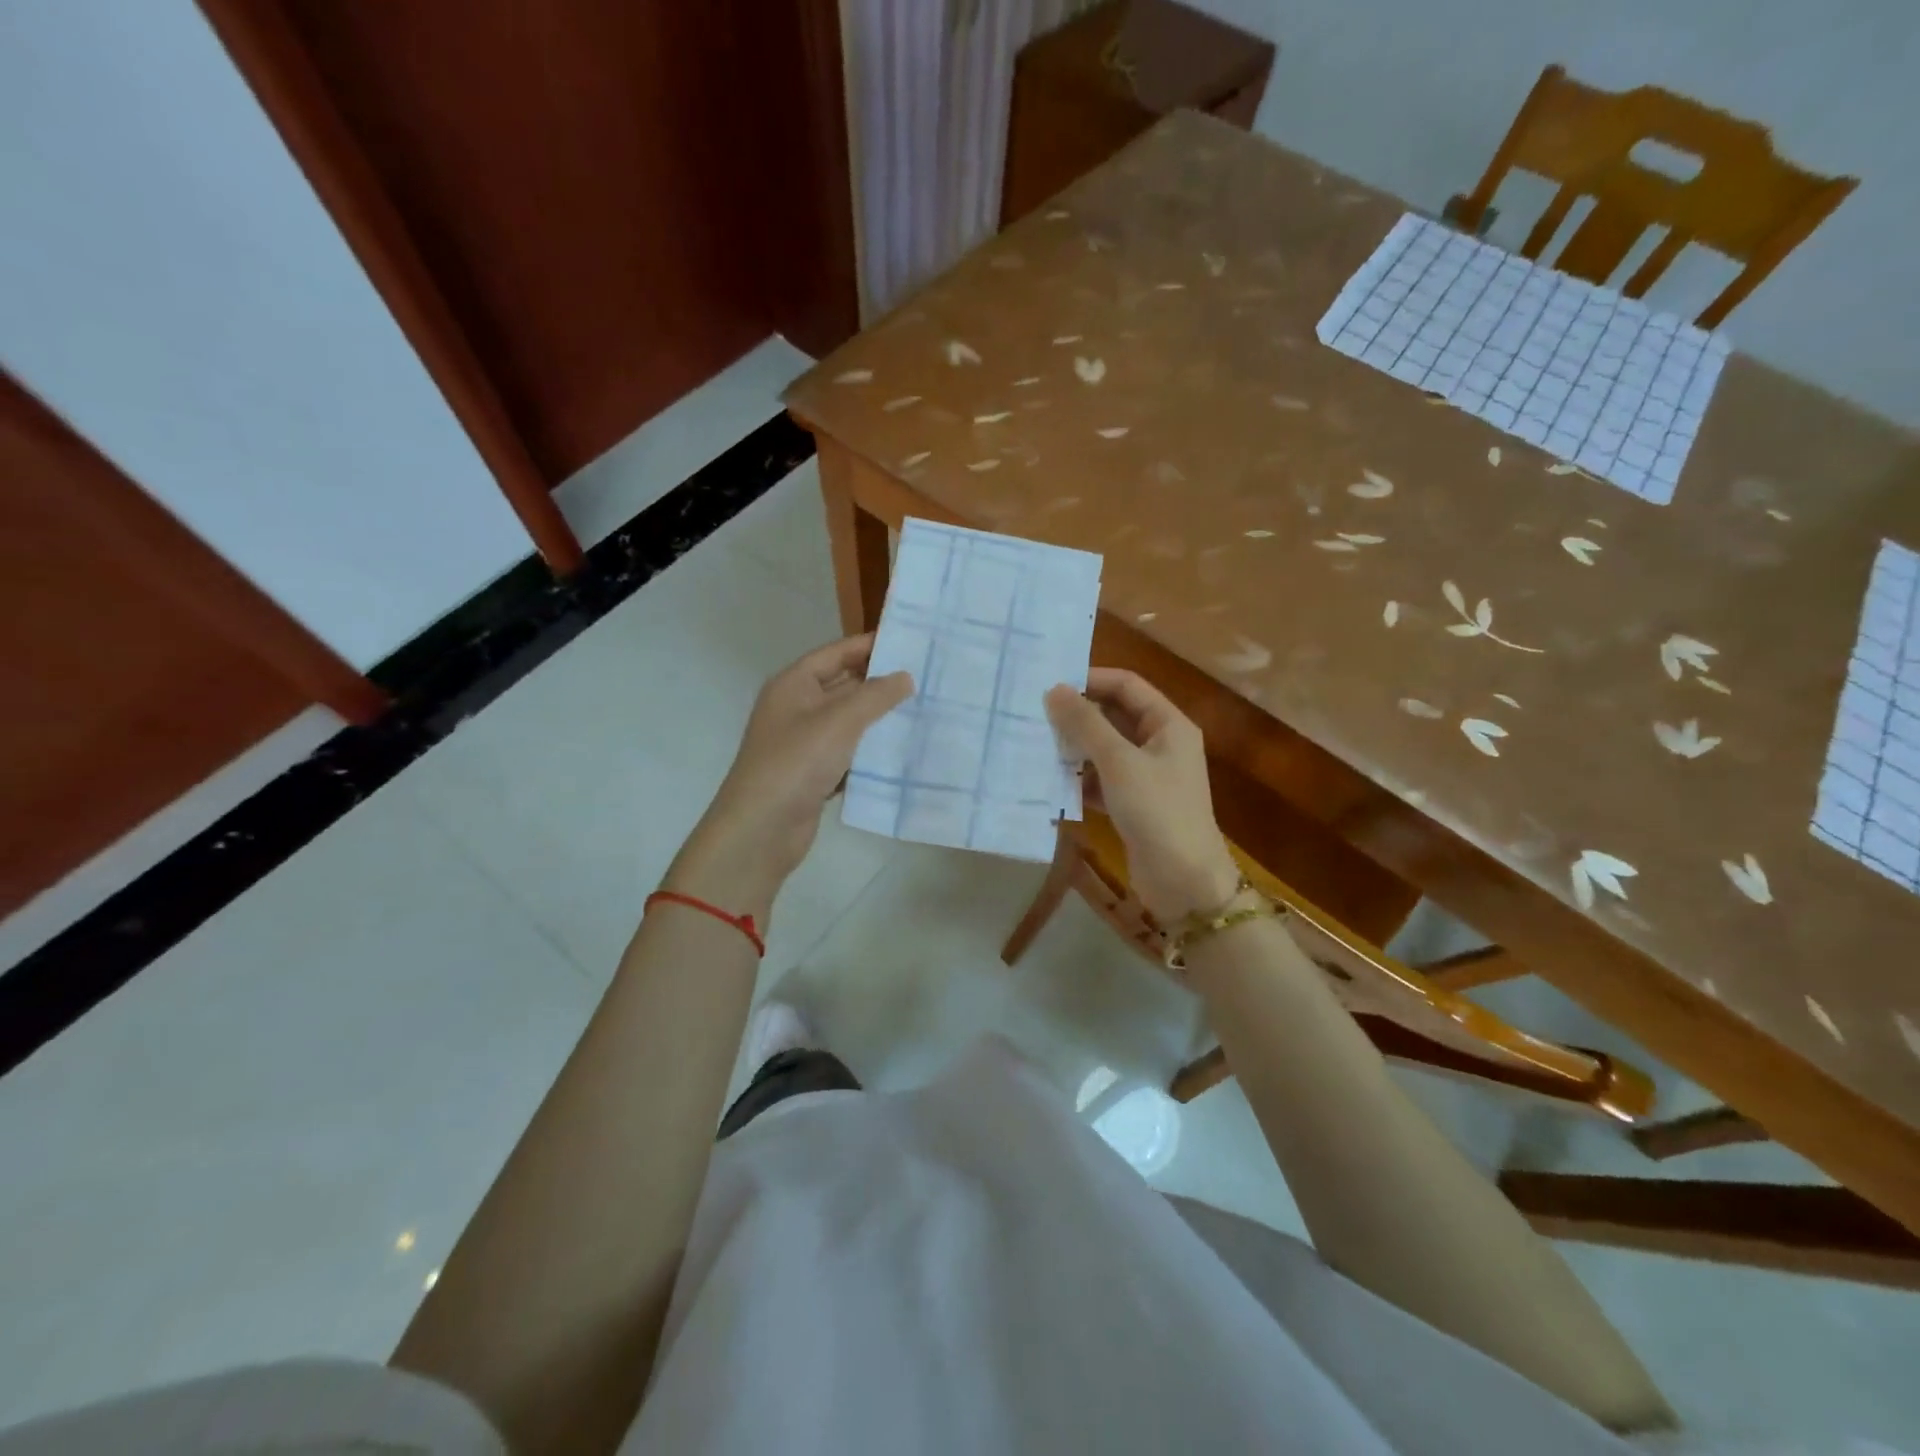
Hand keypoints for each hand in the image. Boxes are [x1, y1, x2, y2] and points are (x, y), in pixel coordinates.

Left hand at [666, 635, 910, 922]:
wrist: (761, 829)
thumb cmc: (796, 763)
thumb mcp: (840, 721)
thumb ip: (876, 695)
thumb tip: (905, 676)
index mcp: (794, 684)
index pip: (837, 653)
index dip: (870, 645)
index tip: (910, 642)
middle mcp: (796, 708)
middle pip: (843, 685)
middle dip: (880, 683)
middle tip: (926, 678)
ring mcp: (804, 743)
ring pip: (848, 722)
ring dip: (879, 719)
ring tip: (923, 712)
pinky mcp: (813, 773)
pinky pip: (847, 753)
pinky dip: (869, 752)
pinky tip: (901, 752)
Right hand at [1045, 668, 1239, 922]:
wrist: (1184, 882)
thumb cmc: (1157, 811)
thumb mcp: (1119, 762)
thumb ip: (1085, 724)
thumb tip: (1054, 690)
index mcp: (1168, 724)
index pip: (1127, 685)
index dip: (1090, 680)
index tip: (1049, 686)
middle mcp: (1160, 744)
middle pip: (1114, 716)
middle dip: (1077, 716)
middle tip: (1035, 715)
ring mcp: (1147, 776)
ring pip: (1104, 750)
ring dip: (1074, 748)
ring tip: (1035, 745)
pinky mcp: (1133, 804)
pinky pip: (1101, 780)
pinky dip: (1079, 779)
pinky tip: (1051, 782)